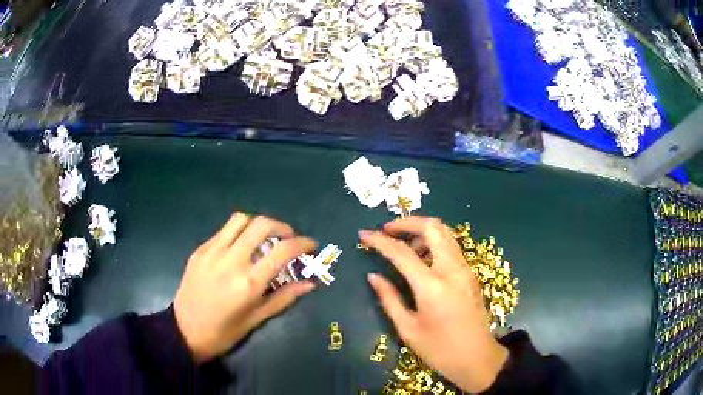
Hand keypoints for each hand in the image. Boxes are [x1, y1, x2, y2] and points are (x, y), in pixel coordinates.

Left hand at [174, 213, 316, 361]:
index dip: (302, 243)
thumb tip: (310, 284)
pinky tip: (240, 248)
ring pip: (240, 219)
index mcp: (249, 282)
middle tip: (288, 239)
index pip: (283, 250)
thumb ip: (284, 297)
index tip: (311, 245)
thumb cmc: (224, 332)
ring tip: (264, 239)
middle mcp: (231, 260)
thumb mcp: (257, 319)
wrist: (185, 330)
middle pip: (261, 224)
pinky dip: (238, 233)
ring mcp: (212, 252)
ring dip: (258, 224)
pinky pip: (223, 231)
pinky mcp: (200, 250)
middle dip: (282, 226)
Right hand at [360, 217, 507, 393]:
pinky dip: (434, 243)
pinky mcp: (470, 274)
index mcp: (433, 286)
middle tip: (387, 231)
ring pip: (445, 233)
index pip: (402, 252)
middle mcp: (452, 270)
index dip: (380, 241)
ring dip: (422, 231)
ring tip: (404, 248)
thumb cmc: (439, 349)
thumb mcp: (408, 329)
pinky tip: (422, 260)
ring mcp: (465, 269)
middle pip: (432, 227)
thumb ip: (389, 299)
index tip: (363, 235)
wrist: (477, 358)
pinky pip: (451, 247)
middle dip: (407, 222)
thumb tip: (373, 276)